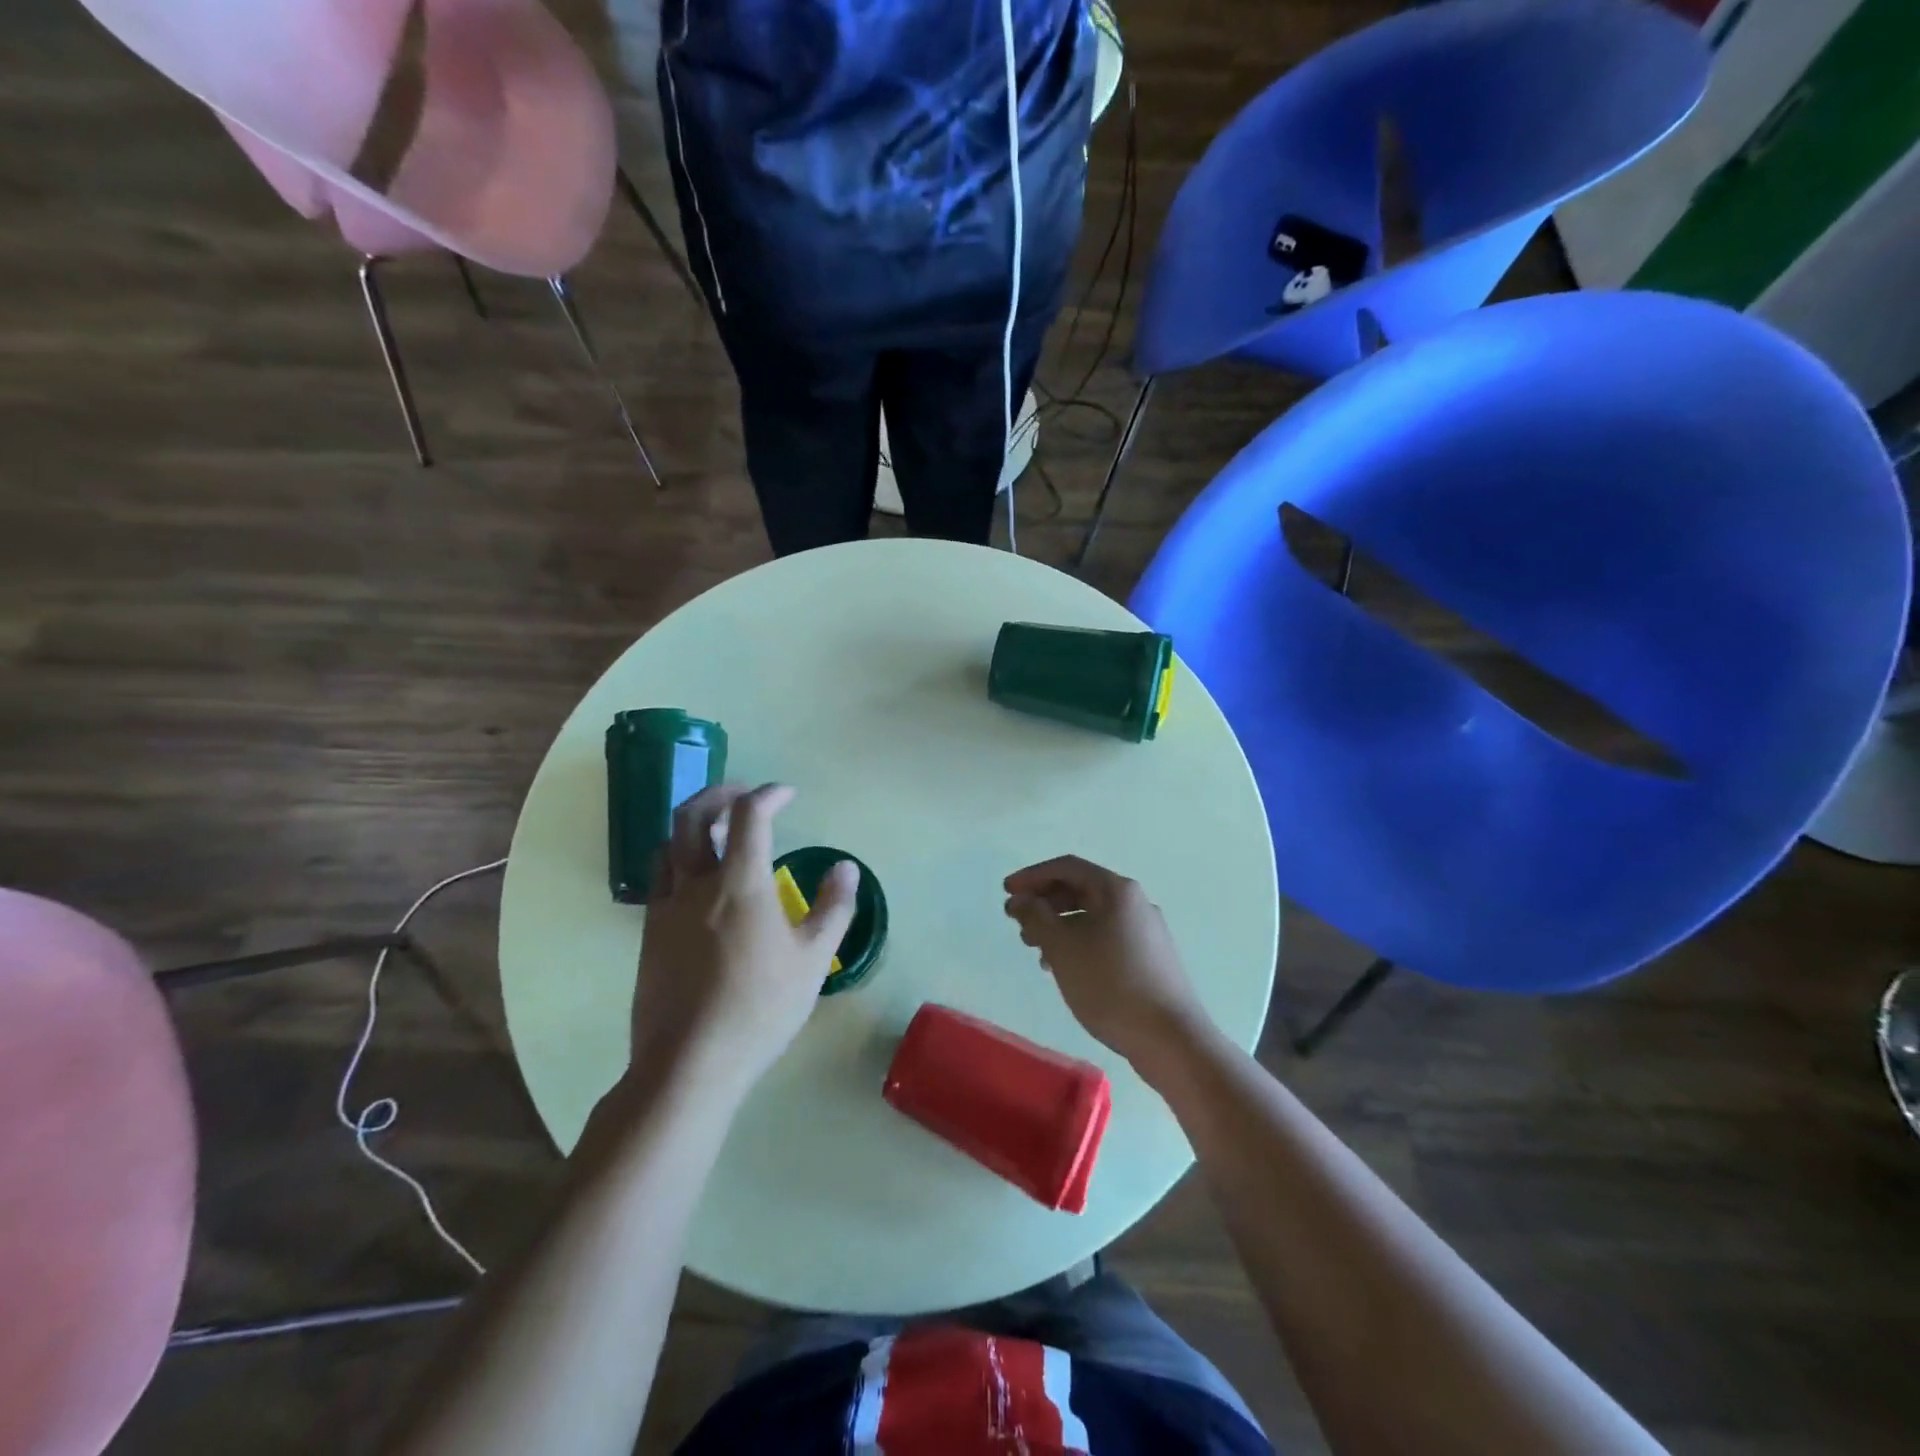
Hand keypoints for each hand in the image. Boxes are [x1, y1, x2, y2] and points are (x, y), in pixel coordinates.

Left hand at [630, 783, 856, 1097]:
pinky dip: (680, 860)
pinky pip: (660, 878)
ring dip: (694, 825)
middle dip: (719, 794)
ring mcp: (665, 908)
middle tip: (744, 795)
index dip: (769, 795)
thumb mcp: (813, 959)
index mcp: (740, 883)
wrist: (689, 1063)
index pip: (749, 815)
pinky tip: (700, 882)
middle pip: (692, 815)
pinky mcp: (649, 933)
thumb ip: (833, 907)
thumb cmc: (759, 1008)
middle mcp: (696, 884)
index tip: (787, 794)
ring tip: (720, 832)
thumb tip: (845, 868)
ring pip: (669, 844)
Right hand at [1004, 855, 1207, 1069]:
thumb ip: (1035, 916)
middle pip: (1081, 889)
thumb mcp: (1063, 948)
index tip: (1006, 892)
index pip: (1067, 867)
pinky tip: (1065, 970)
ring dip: (1060, 926)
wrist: (1171, 1038)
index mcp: (1117, 890)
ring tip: (1036, 951)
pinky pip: (1106, 938)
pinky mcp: (1150, 958)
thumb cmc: (1111, 985)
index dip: (1032, 876)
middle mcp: (1135, 903)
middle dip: (1045, 903)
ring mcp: (1147, 931)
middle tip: (1018, 924)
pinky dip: (1080, 943)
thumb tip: (1019, 899)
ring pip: (1093, 916)